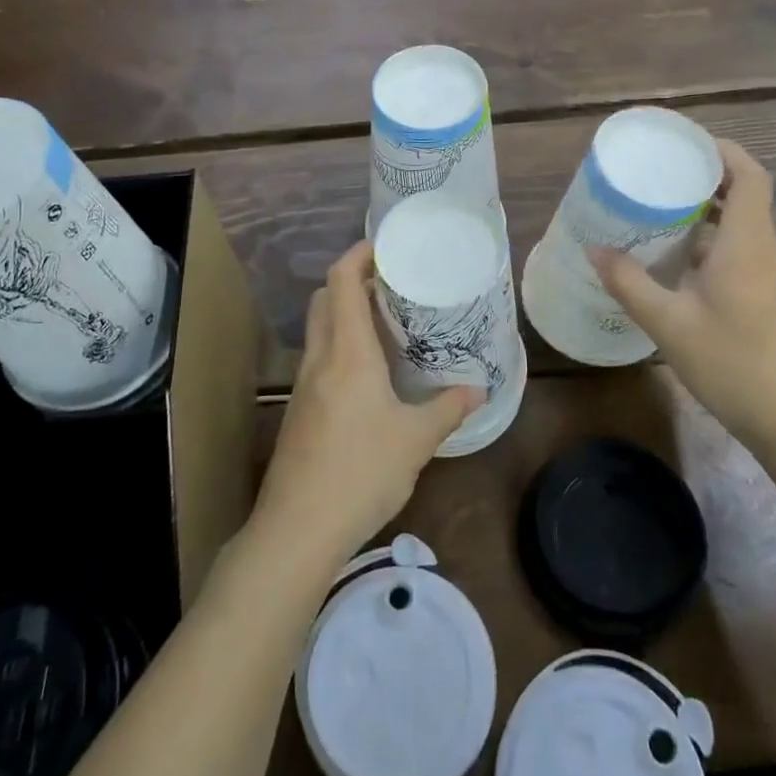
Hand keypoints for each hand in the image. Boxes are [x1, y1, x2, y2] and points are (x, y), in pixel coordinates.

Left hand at [254, 240, 482, 566]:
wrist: (298, 529)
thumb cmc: (361, 472)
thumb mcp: (416, 440)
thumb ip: (448, 408)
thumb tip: (477, 389)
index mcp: (347, 352)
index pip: (341, 280)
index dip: (358, 254)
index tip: (386, 246)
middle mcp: (320, 358)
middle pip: (326, 297)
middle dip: (354, 280)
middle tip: (393, 284)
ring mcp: (304, 384)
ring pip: (321, 328)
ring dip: (347, 314)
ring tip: (389, 323)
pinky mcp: (300, 409)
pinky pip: (320, 358)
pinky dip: (342, 345)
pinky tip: (371, 373)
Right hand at [590, 140, 775, 447]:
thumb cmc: (730, 362)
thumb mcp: (667, 322)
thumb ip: (629, 282)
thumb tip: (594, 249)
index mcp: (746, 243)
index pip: (750, 176)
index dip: (723, 151)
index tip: (685, 144)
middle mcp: (761, 249)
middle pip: (745, 193)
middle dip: (706, 175)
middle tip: (660, 171)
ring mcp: (765, 274)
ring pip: (740, 222)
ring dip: (706, 207)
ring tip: (658, 204)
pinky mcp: (762, 294)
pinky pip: (736, 248)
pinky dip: (708, 237)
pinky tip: (672, 254)